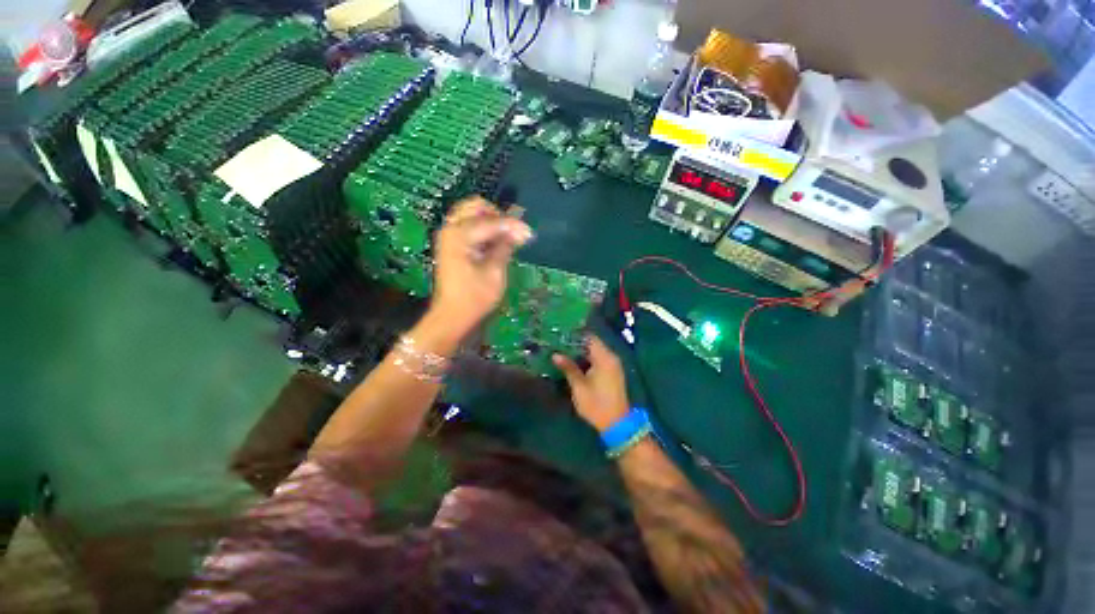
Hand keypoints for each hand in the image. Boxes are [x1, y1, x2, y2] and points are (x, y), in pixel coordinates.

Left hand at [429, 197, 531, 339]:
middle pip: (476, 206)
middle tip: (514, 233)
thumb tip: (522, 230)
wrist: (452, 316)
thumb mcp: (495, 272)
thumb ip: (505, 246)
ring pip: (472, 214)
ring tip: (508, 239)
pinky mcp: (452, 244)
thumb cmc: (474, 297)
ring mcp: (449, 236)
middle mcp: (450, 229)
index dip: (513, 226)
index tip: (530, 234)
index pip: (492, 221)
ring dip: (491, 222)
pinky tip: (497, 243)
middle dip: (498, 216)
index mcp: (459, 235)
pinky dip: (484, 229)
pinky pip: (469, 226)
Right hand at [553, 335, 629, 432]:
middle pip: (592, 344)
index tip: (560, 335)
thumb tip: (555, 354)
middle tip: (558, 344)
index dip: (575, 335)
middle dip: (576, 344)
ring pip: (595, 352)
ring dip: (581, 352)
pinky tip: (575, 364)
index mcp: (604, 357)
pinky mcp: (612, 373)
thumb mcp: (579, 386)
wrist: (617, 424)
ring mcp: (613, 366)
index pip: (589, 337)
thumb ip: (568, 368)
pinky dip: (587, 360)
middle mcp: (611, 357)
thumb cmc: (596, 404)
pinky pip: (598, 360)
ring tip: (563, 353)